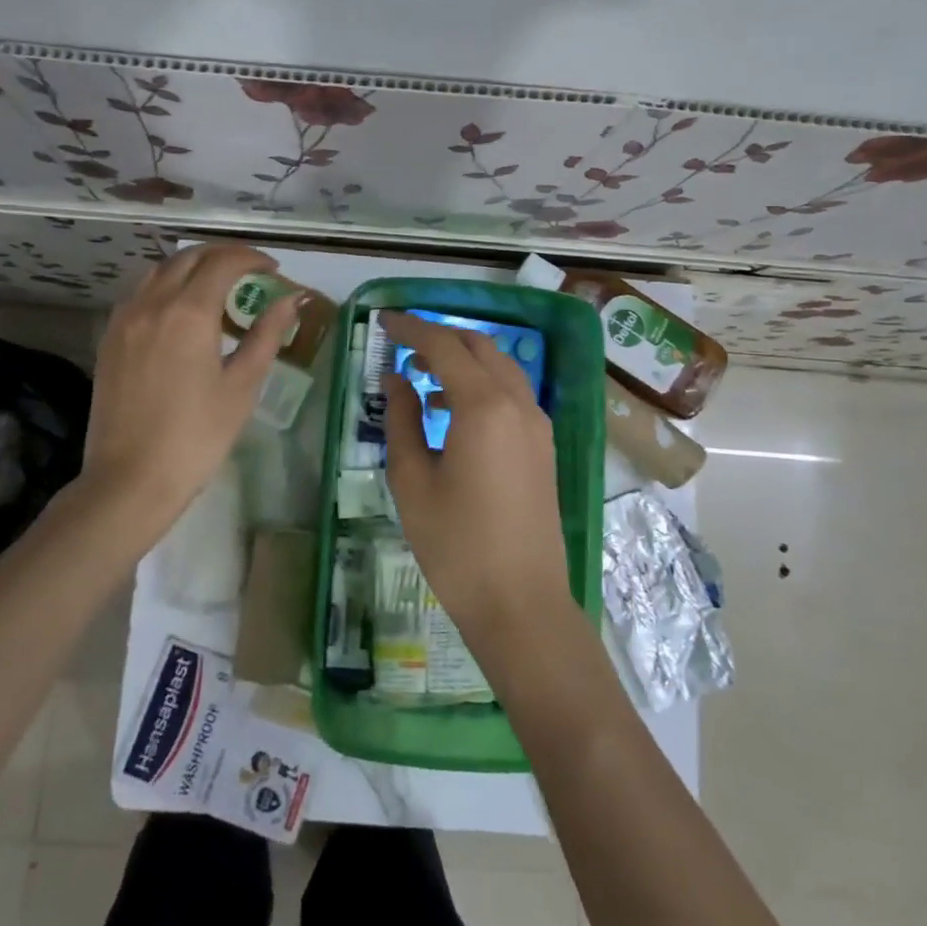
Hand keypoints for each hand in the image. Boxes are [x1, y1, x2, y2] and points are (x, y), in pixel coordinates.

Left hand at [75, 243, 300, 550]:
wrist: (131, 479)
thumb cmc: (197, 436)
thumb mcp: (242, 386)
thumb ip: (266, 335)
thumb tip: (290, 299)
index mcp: (188, 312)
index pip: (223, 263)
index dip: (251, 258)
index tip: (272, 269)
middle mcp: (152, 303)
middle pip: (189, 257)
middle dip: (222, 255)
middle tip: (249, 271)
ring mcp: (124, 319)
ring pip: (159, 270)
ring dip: (192, 266)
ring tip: (217, 286)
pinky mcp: (110, 338)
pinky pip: (140, 293)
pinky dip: (166, 286)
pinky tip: (180, 311)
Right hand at [381, 312, 572, 646]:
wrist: (521, 604)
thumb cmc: (456, 545)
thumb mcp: (412, 481)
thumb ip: (402, 420)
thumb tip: (397, 380)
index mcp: (483, 406)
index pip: (443, 345)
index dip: (410, 328)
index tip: (382, 321)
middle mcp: (518, 403)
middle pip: (479, 346)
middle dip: (439, 338)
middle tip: (401, 349)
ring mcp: (538, 425)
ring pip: (500, 368)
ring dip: (462, 360)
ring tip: (423, 380)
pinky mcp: (544, 447)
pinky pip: (512, 394)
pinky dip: (482, 385)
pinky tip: (454, 410)